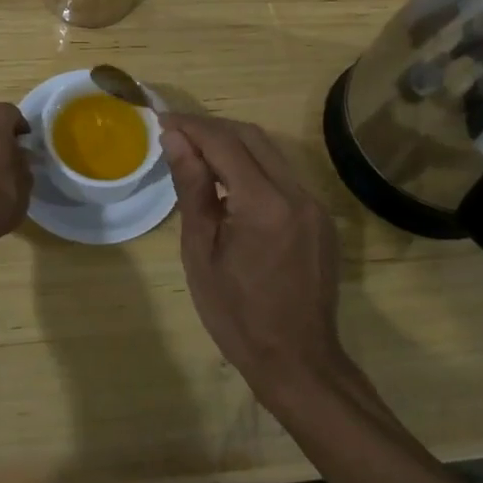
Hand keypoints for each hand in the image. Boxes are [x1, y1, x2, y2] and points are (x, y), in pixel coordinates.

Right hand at [160, 113, 352, 404]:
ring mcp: (314, 204)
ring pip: (269, 153)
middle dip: (211, 128)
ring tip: (196, 153)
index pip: (224, 142)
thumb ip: (193, 188)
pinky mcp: (320, 218)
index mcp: (265, 204)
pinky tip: (228, 184)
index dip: (191, 126)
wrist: (298, 362)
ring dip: (232, 144)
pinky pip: (282, 176)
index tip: (162, 121)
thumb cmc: (237, 315)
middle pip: (251, 137)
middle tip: (176, 133)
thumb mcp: (201, 252)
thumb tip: (175, 139)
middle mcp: (296, 193)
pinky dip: (252, 167)